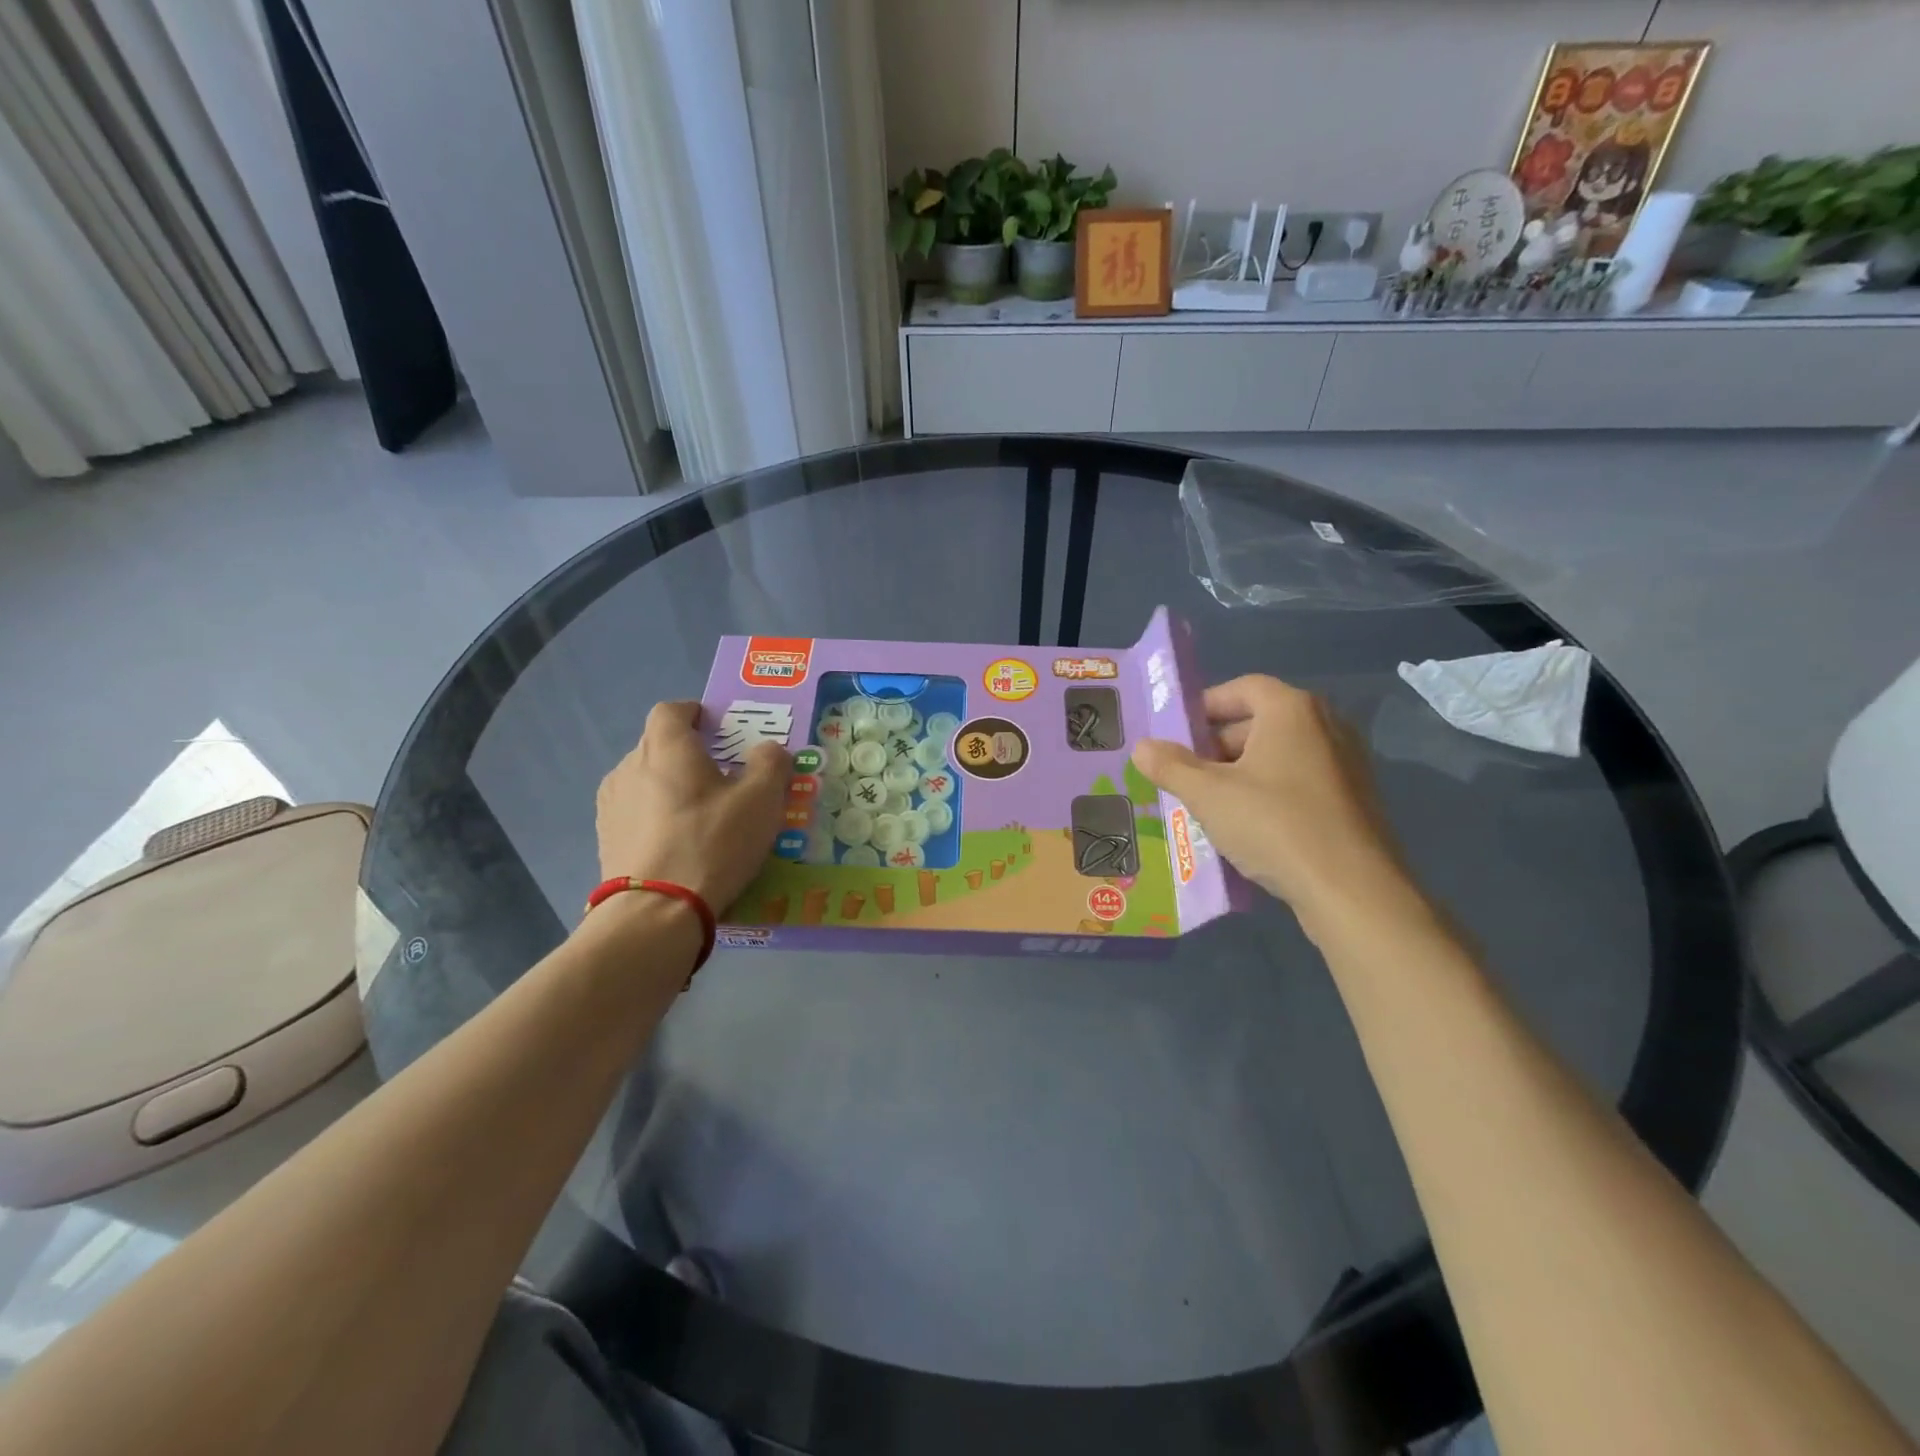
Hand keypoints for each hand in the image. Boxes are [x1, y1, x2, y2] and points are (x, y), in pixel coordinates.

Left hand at [594, 701, 789, 912]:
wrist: (655, 912)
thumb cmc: (712, 842)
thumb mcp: (761, 800)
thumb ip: (770, 764)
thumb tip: (768, 750)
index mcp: (666, 748)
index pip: (672, 710)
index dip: (695, 713)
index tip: (719, 730)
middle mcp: (630, 766)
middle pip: (659, 746)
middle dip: (689, 754)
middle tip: (723, 779)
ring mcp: (611, 804)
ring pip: (646, 780)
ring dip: (671, 787)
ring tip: (701, 816)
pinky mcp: (605, 838)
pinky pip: (636, 813)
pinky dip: (656, 817)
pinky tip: (679, 845)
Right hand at [1132, 675, 1422, 935]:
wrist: (1352, 890)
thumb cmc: (1274, 825)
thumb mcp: (1208, 795)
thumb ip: (1171, 766)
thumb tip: (1142, 747)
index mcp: (1292, 710)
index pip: (1242, 688)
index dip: (1205, 706)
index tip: (1177, 733)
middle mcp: (1326, 725)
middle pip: (1261, 721)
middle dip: (1218, 745)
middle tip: (1186, 774)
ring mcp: (1346, 763)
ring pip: (1280, 755)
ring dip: (1241, 772)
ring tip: (1210, 803)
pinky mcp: (1354, 799)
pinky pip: (1300, 781)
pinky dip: (1270, 792)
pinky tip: (1248, 826)